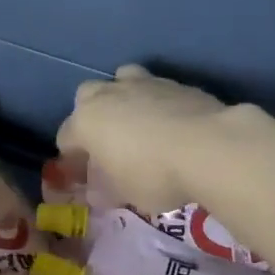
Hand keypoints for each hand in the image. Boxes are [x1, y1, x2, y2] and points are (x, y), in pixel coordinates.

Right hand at [56, 65, 227, 212]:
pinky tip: (170, 125)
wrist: (209, 147)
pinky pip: (156, 90)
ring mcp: (144, 83)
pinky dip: (156, 104)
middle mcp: (108, 94)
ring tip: (138, 125)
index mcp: (86, 121)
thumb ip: (104, 189)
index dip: (72, 161)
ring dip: (122, 100)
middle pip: (87, 98)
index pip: (66, 138)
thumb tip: (98, 190)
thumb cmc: (153, 175)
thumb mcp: (123, 193)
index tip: (86, 179)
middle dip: (92, 118)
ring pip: (121, 81)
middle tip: (108, 145)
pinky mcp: (176, 82)